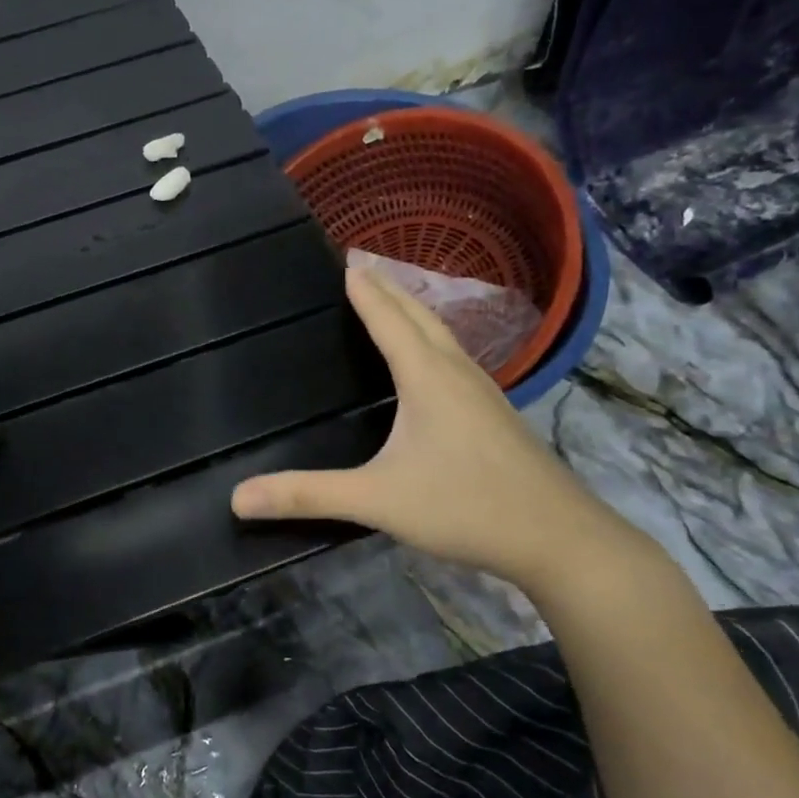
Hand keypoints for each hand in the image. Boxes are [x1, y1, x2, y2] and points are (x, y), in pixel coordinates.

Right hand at [231, 268, 641, 590]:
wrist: (560, 539)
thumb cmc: (465, 507)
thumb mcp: (377, 501)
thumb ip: (308, 495)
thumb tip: (238, 497)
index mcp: (427, 376)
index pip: (388, 318)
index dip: (365, 289)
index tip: (345, 259)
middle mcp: (456, 372)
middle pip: (418, 316)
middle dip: (388, 288)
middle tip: (360, 264)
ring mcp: (482, 392)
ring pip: (442, 335)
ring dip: (413, 310)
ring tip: (390, 299)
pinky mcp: (495, 414)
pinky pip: (454, 358)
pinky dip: (431, 340)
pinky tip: (431, 362)